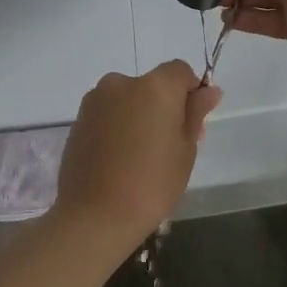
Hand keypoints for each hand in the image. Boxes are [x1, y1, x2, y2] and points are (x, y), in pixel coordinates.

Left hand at [53, 61, 220, 252]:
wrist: (95, 215)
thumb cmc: (152, 184)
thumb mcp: (185, 150)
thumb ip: (195, 113)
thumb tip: (209, 90)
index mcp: (154, 86)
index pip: (180, 71)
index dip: (191, 92)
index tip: (192, 123)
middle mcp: (121, 83)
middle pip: (152, 85)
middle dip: (163, 106)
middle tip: (170, 145)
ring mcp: (95, 101)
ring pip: (127, 100)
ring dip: (138, 116)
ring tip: (141, 156)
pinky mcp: (77, 121)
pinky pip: (107, 115)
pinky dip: (117, 127)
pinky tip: (119, 159)